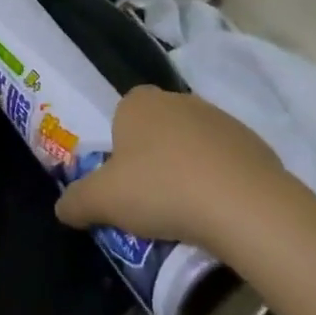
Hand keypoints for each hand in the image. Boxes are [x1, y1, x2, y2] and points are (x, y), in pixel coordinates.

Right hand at [54, 86, 282, 249]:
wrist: (245, 205)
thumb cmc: (162, 190)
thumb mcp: (103, 201)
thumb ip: (76, 201)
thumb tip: (61, 209)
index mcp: (139, 102)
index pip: (121, 117)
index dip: (120, 150)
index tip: (125, 185)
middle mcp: (178, 99)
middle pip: (157, 131)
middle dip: (153, 160)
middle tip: (152, 202)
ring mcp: (220, 118)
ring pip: (192, 145)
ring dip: (188, 170)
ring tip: (188, 214)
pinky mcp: (253, 142)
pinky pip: (226, 162)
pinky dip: (220, 182)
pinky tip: (220, 213)